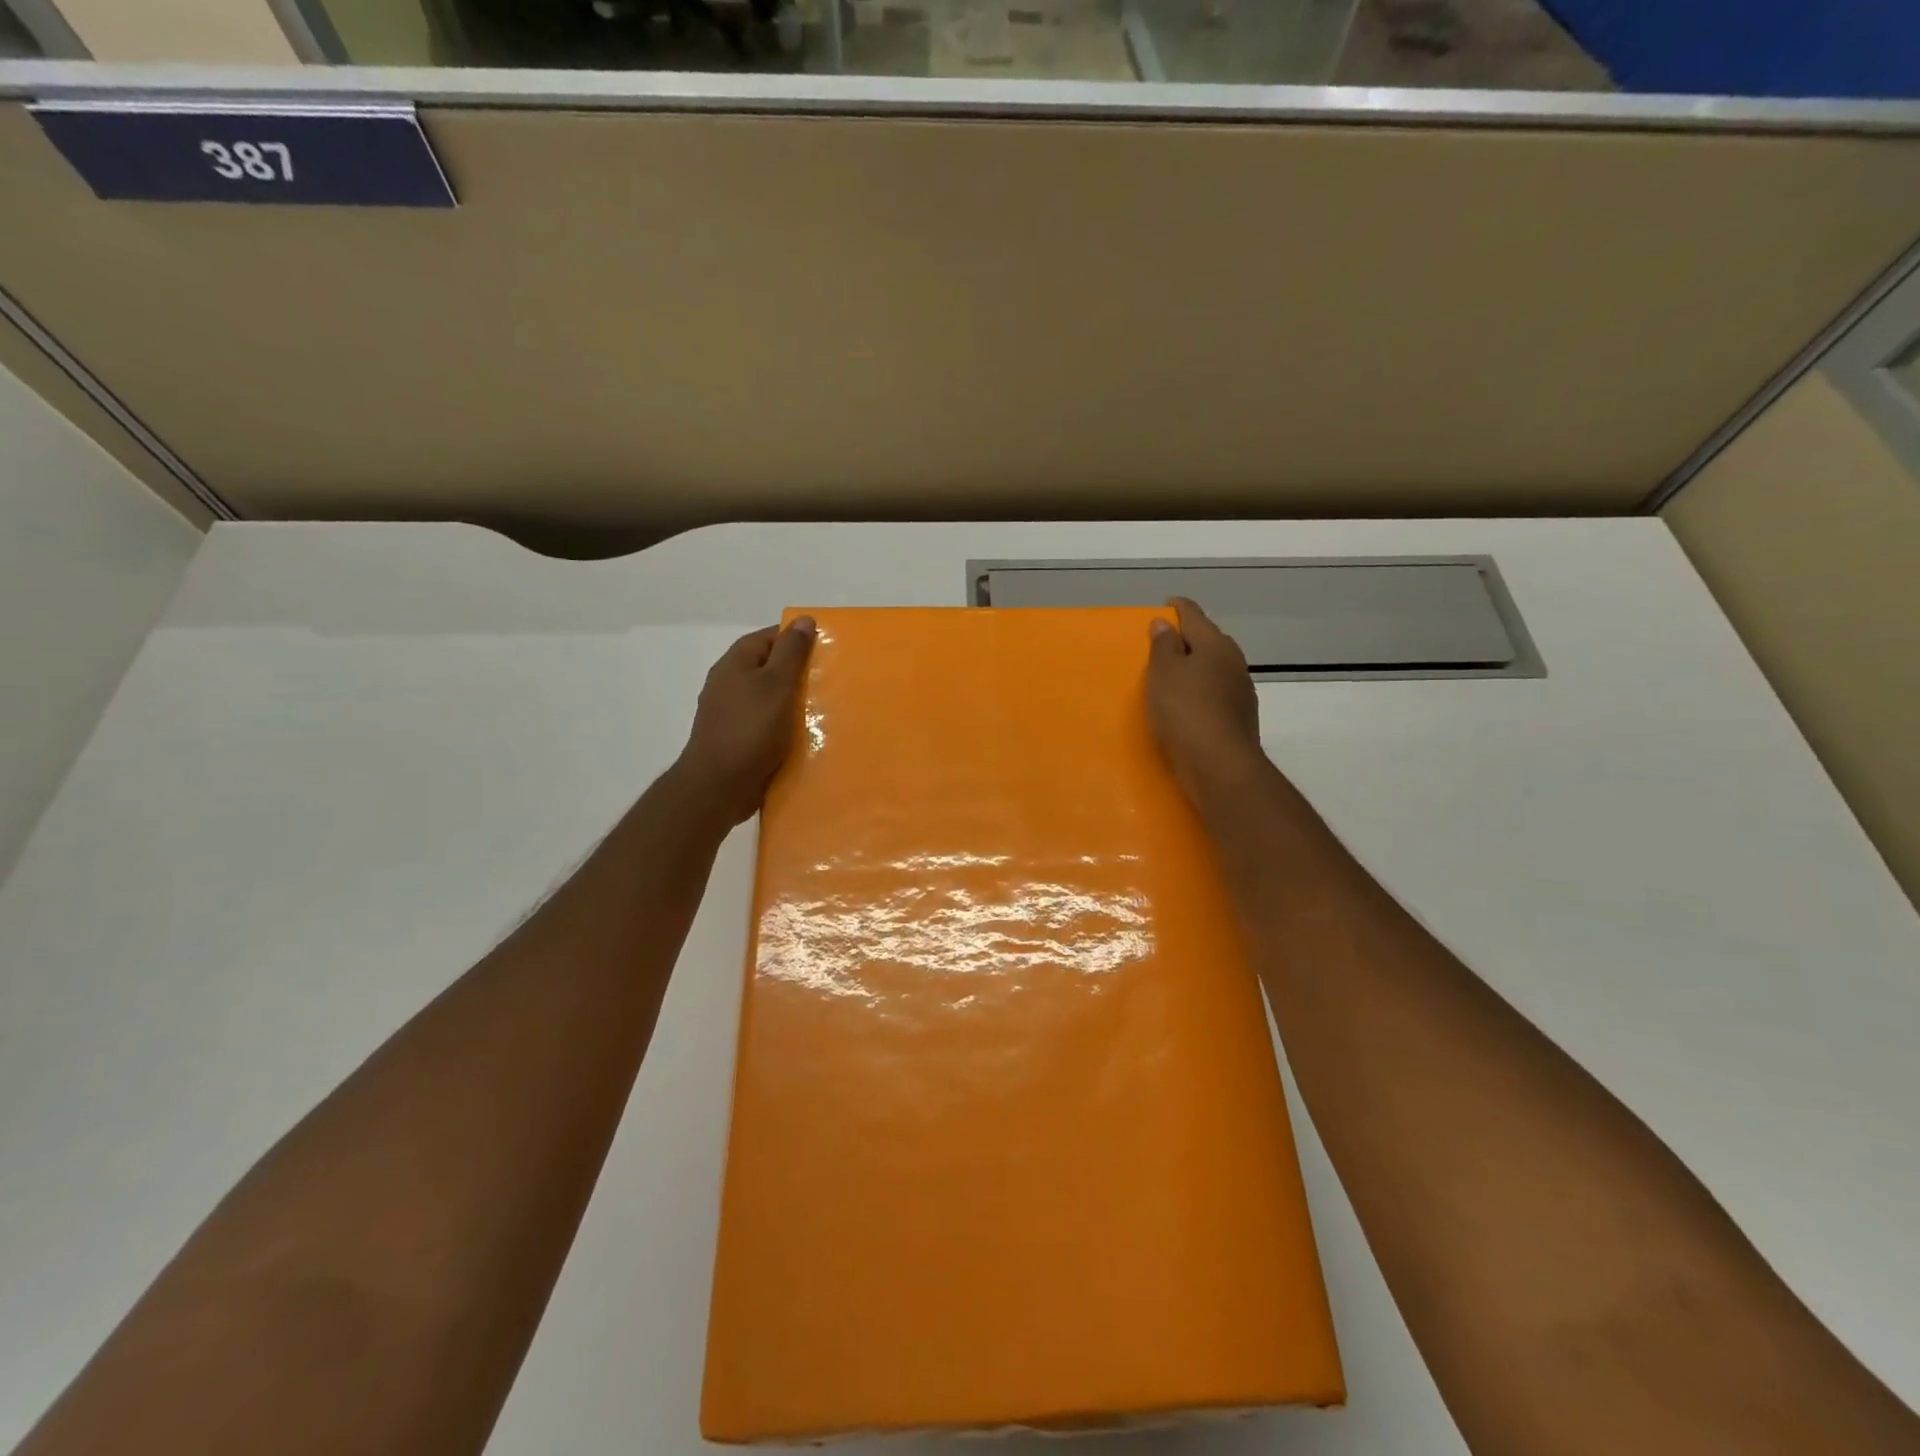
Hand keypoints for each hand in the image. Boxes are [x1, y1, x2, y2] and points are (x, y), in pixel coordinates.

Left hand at [674, 618, 815, 825]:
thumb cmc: (750, 729)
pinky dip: (783, 725)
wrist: (719, 785)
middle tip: (831, 679)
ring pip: (768, 696)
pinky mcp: (737, 737)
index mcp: (736, 662)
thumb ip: (791, 652)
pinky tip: (803, 735)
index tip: (827, 650)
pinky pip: (765, 722)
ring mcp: (730, 711)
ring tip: (824, 708)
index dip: (797, 639)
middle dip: (798, 672)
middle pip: (769, 666)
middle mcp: (729, 682)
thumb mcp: (776, 684)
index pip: (770, 637)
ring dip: (793, 701)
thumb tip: (803, 619)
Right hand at [1146, 598, 1268, 804]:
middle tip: (1165, 642)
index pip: (1195, 616)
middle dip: (1189, 639)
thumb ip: (1163, 645)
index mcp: (1215, 645)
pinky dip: (1201, 692)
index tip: (1166, 604)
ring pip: (1215, 669)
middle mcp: (1233, 662)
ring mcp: (1240, 691)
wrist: (1219, 765)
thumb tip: (1164, 622)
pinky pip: (1216, 693)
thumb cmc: (1184, 711)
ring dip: (1196, 668)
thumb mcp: (1163, 673)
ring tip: (1173, 675)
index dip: (1179, 608)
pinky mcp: (1239, 717)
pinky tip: (1188, 705)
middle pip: (1209, 641)